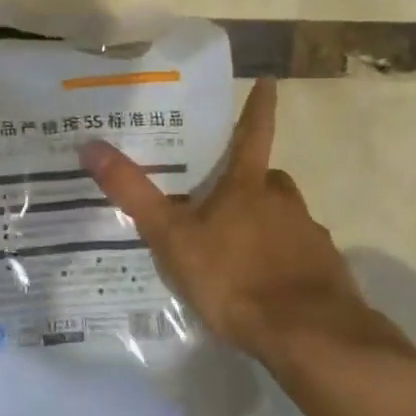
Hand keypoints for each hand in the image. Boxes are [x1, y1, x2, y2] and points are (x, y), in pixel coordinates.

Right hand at [80, 78, 411, 376]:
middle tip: (223, 198)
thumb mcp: (171, 237)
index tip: (269, 81)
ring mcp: (309, 237)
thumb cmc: (233, 277)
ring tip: (236, 252)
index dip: (258, 107)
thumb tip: (90, 145)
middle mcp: (284, 202)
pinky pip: (298, 256)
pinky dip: (281, 262)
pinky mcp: (325, 272)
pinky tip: (264, 287)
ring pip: (284, 218)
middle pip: (268, 180)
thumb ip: (132, 193)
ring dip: (265, 224)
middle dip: (250, 183)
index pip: (252, 134)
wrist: (306, 334)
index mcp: (248, 187)